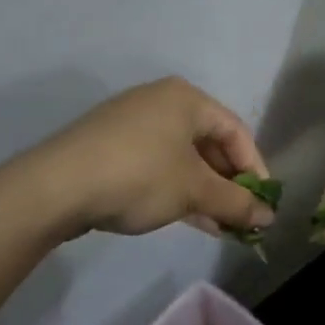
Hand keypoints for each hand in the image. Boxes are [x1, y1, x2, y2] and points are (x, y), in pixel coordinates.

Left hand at [29, 77, 275, 238]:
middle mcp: (160, 102)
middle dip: (227, 183)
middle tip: (240, 216)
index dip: (255, 167)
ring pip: (182, 157)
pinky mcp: (110, 147)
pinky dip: (176, 188)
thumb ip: (235, 202)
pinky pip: (157, 165)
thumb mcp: (194, 190)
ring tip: (218, 225)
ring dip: (204, 191)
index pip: (236, 130)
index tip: (263, 203)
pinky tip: (187, 218)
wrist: (55, 187)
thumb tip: (269, 215)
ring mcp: (132, 123)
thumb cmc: (139, 176)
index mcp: (186, 98)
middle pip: (208, 143)